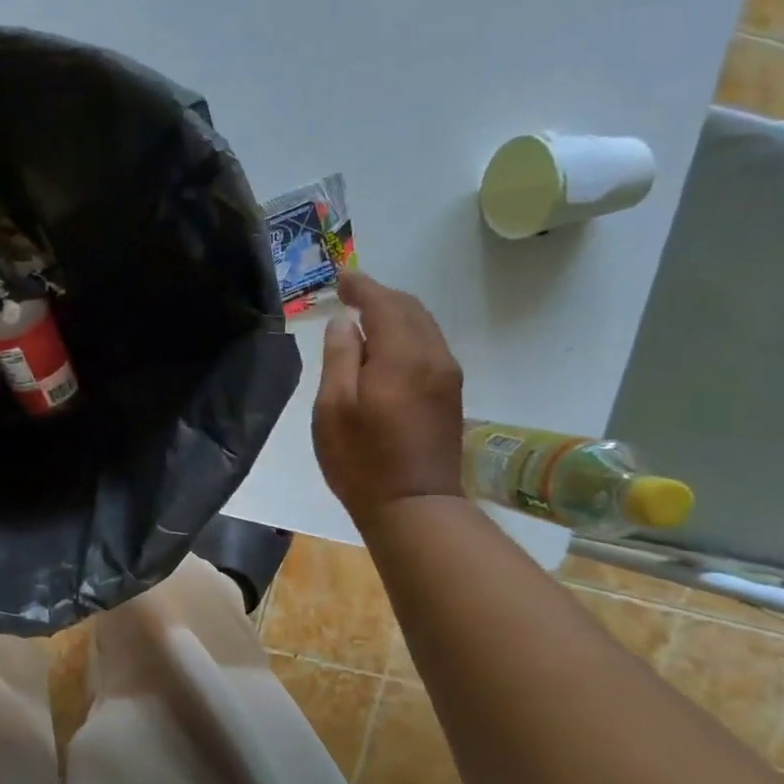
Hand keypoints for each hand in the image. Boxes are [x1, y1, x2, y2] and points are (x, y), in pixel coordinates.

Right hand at [312, 272, 464, 528]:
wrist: (414, 505)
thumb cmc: (361, 459)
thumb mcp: (333, 408)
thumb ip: (339, 358)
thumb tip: (344, 324)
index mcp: (402, 356)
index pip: (384, 304)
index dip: (361, 286)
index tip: (340, 277)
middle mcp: (433, 357)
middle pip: (410, 308)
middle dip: (380, 295)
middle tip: (349, 293)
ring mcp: (446, 375)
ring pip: (423, 326)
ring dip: (395, 313)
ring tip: (364, 316)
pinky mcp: (449, 393)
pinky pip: (429, 345)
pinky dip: (406, 332)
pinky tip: (386, 345)